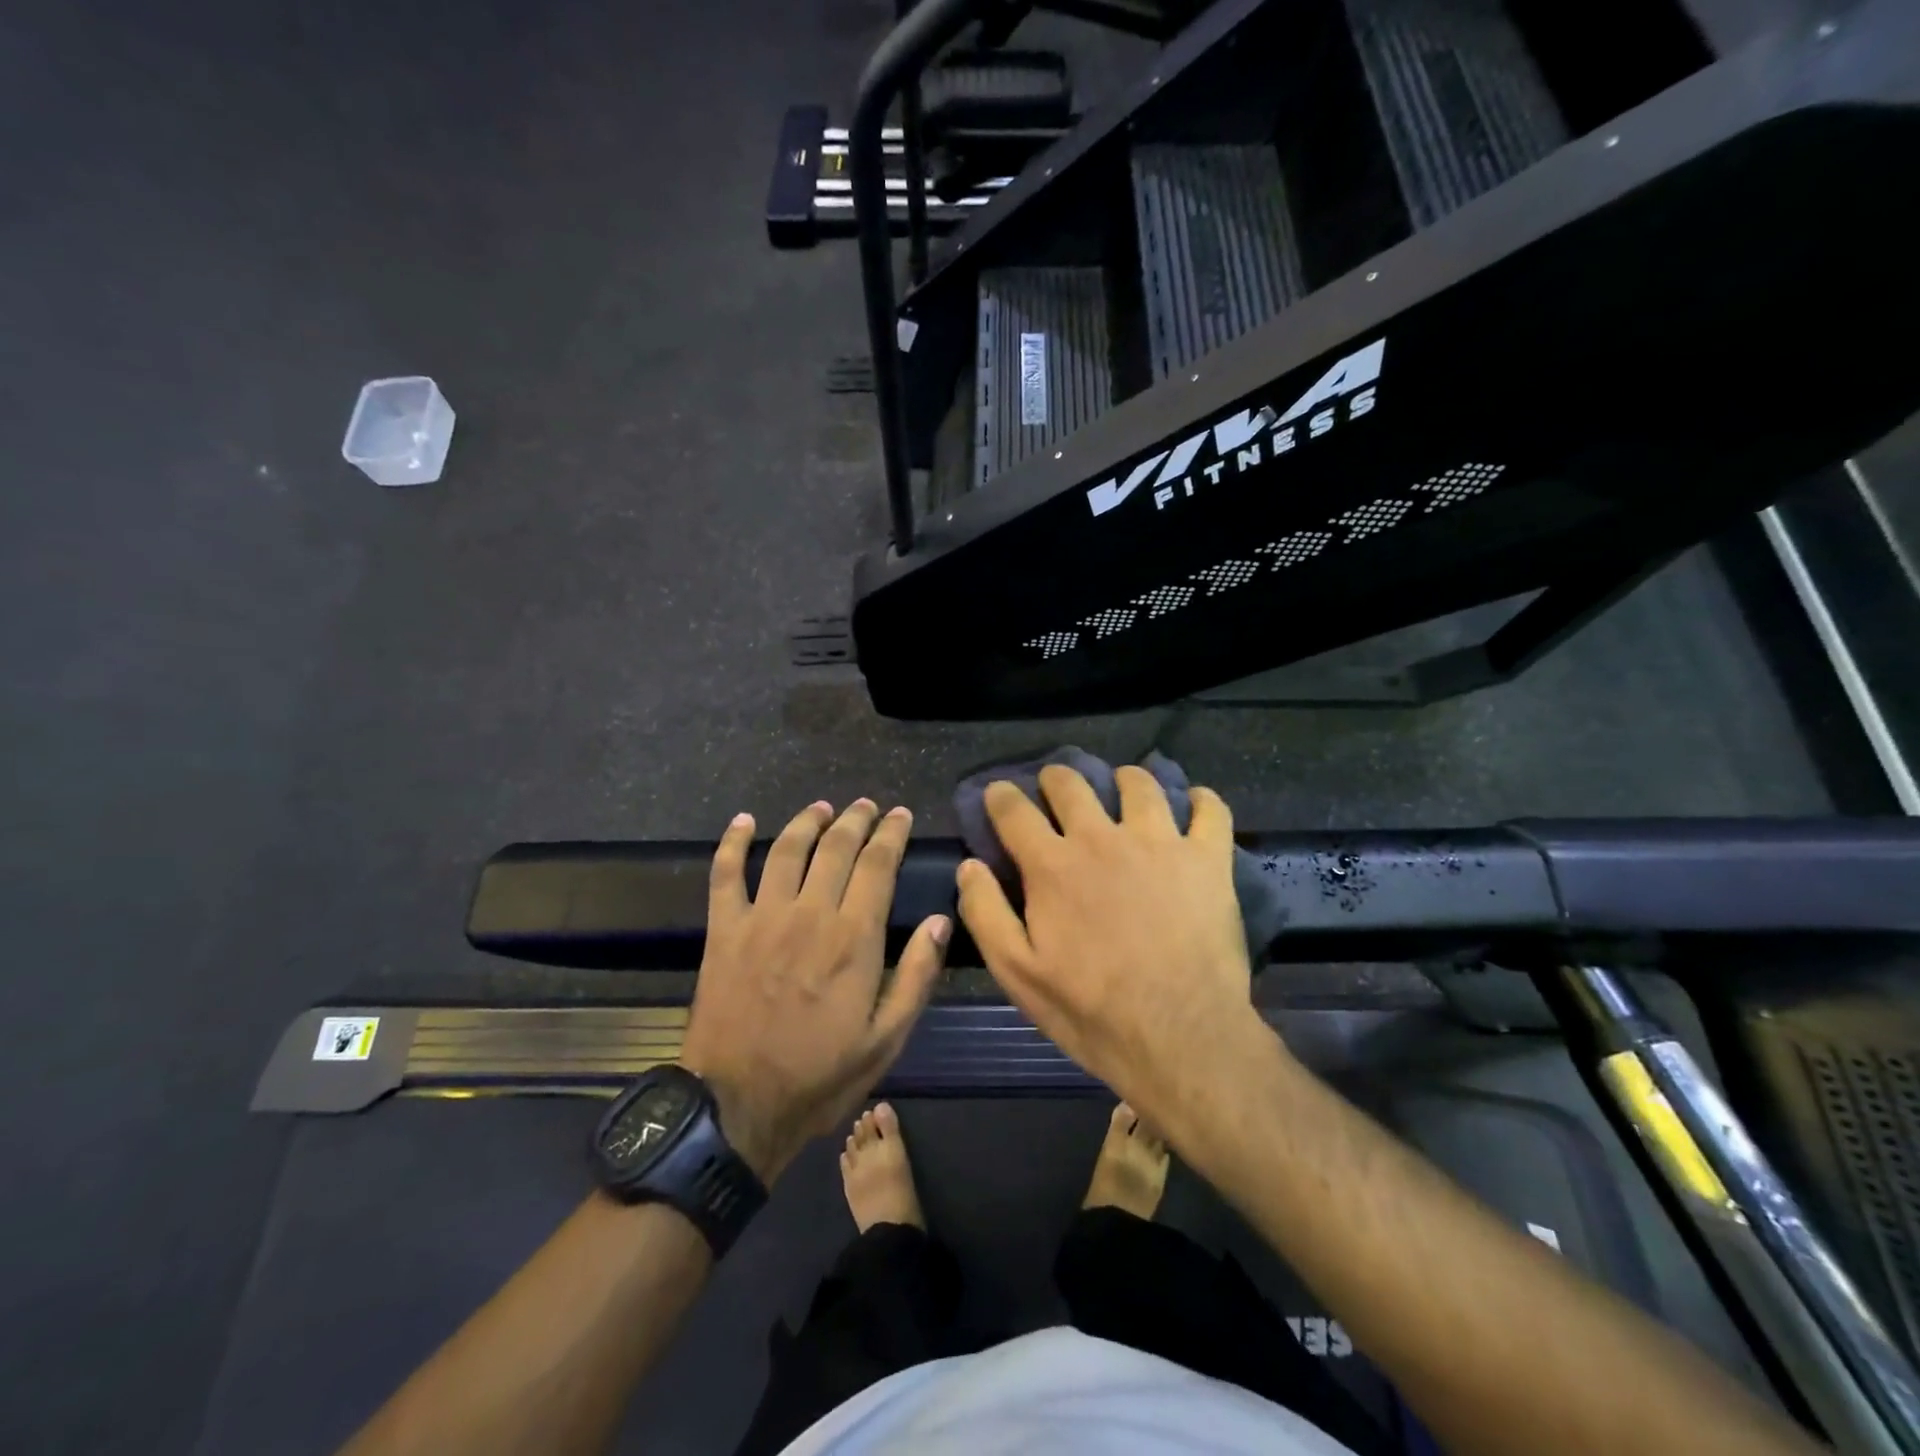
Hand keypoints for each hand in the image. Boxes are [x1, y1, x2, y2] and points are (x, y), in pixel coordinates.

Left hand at [678, 799, 948, 1183]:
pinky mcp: (724, 930)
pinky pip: (725, 874)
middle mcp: (809, 913)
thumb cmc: (819, 1076)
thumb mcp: (886, 1039)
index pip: (877, 865)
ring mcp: (762, 918)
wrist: (735, 1107)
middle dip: (856, 820)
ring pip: (787, 849)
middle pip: (836, 847)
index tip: (900, 814)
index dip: (891, 833)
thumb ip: (916, 976)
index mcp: (853, 938)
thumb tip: (939, 920)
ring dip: (807, 822)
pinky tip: (743, 822)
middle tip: (867, 806)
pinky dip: (733, 843)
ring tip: (823, 808)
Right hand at [955, 765, 1265, 1129]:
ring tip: (1123, 787)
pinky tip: (1193, 803)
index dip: (1001, 796)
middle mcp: (1101, 838)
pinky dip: (1200, 800)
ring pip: (1138, 784)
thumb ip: (985, 913)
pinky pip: (1208, 809)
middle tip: (1056, 786)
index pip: (1014, 811)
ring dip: (1123, 779)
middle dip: (1055, 778)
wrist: (1181, 1036)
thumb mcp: (1018, 973)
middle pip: (1071, 783)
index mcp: (1052, 865)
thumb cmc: (1091, 1009)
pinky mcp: (1207, 859)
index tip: (999, 793)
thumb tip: (970, 865)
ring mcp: (1159, 843)